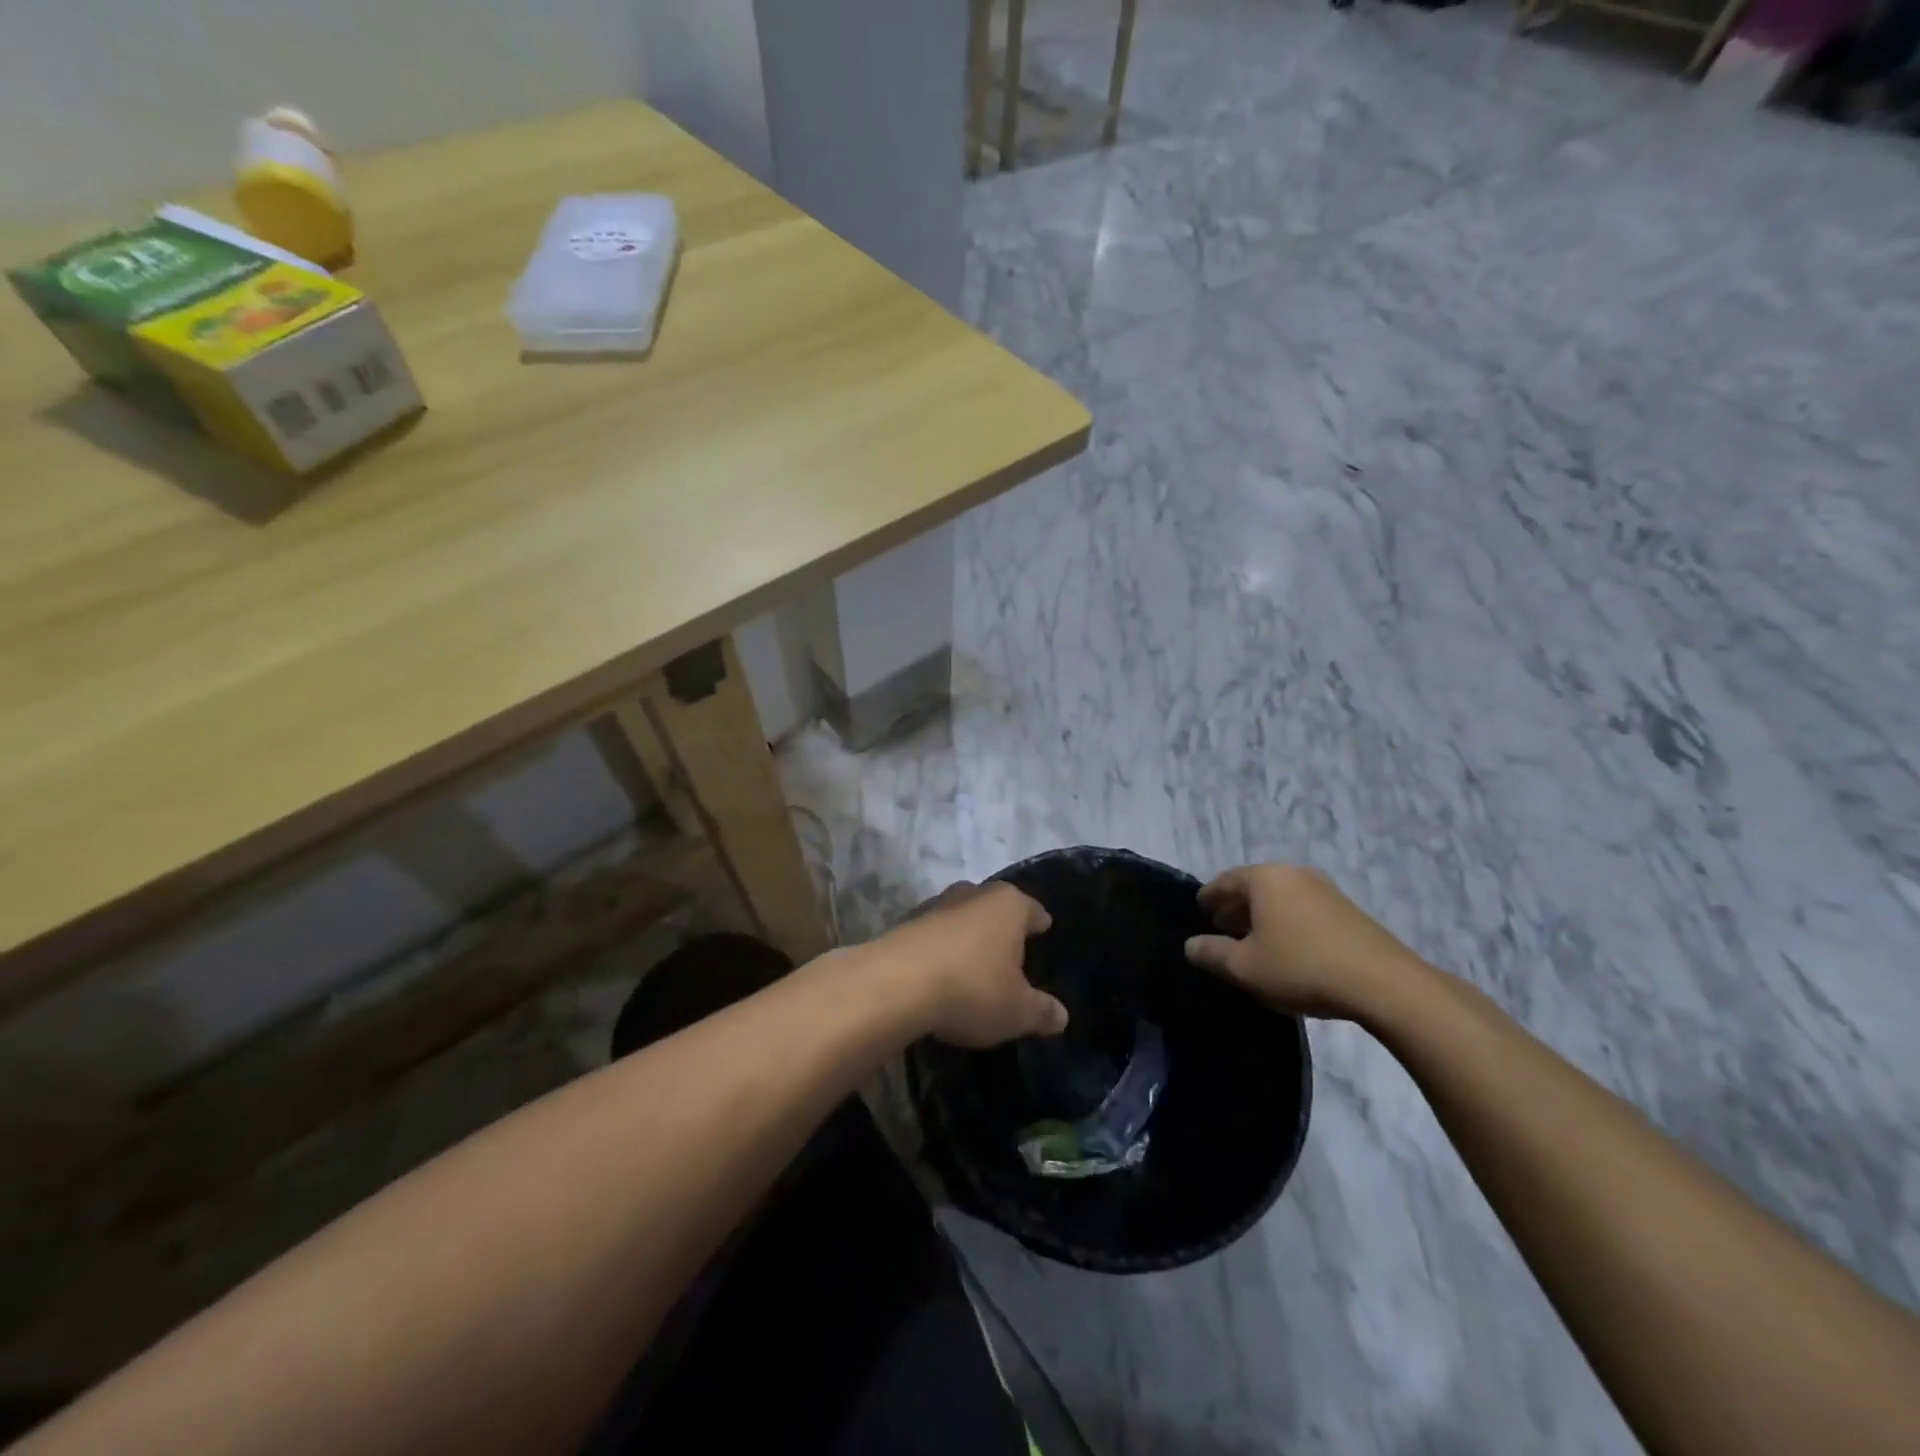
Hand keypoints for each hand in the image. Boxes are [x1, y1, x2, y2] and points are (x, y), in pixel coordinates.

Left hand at [874, 882, 1067, 1047]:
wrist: (895, 984)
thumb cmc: (971, 989)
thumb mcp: (1018, 1011)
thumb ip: (1042, 1011)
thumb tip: (1061, 1016)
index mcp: (1009, 904)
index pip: (1033, 910)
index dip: (1040, 923)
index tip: (1043, 931)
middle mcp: (973, 894)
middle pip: (995, 908)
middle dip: (1002, 927)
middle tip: (1010, 953)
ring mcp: (936, 905)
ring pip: (962, 918)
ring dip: (968, 937)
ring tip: (974, 965)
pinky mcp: (906, 923)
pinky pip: (935, 935)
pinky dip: (941, 950)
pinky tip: (941, 974)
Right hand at [1184, 864, 1427, 1020]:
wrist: (1384, 984)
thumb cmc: (1301, 968)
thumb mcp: (1244, 968)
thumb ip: (1211, 953)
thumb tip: (1191, 945)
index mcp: (1264, 878)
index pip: (1224, 881)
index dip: (1208, 898)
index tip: (1200, 911)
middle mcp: (1293, 874)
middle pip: (1254, 886)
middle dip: (1235, 907)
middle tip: (1222, 928)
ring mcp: (1325, 890)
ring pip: (1281, 898)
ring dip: (1263, 916)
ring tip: (1254, 942)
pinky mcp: (1349, 911)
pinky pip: (1304, 909)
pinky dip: (1288, 922)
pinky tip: (1289, 948)